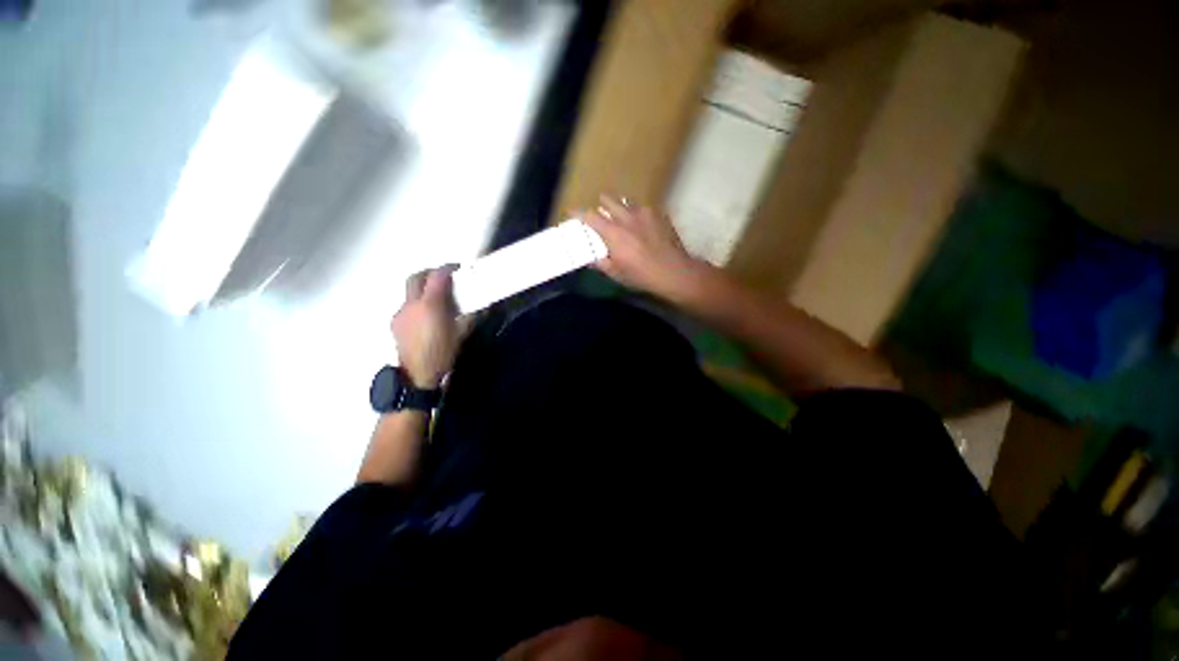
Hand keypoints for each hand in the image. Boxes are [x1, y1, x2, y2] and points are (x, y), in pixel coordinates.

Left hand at [392, 265, 460, 387]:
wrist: (417, 375)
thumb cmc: (443, 353)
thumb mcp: (463, 334)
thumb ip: (470, 316)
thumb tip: (479, 306)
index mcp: (431, 305)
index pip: (437, 276)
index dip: (448, 268)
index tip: (457, 268)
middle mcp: (412, 304)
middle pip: (416, 277)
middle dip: (430, 273)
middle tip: (444, 278)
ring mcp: (400, 313)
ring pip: (410, 292)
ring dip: (423, 290)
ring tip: (437, 301)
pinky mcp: (395, 323)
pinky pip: (407, 306)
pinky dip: (417, 305)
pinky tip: (426, 318)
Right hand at [581, 194, 708, 301]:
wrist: (674, 271)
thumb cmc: (641, 275)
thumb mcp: (616, 273)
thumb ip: (600, 263)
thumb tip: (589, 259)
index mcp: (613, 232)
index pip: (589, 215)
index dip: (578, 213)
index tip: (572, 212)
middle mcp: (627, 217)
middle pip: (608, 199)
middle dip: (601, 205)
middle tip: (601, 214)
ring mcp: (645, 212)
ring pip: (626, 201)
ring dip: (620, 207)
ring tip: (623, 218)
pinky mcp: (659, 214)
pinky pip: (644, 208)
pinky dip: (638, 214)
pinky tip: (643, 225)